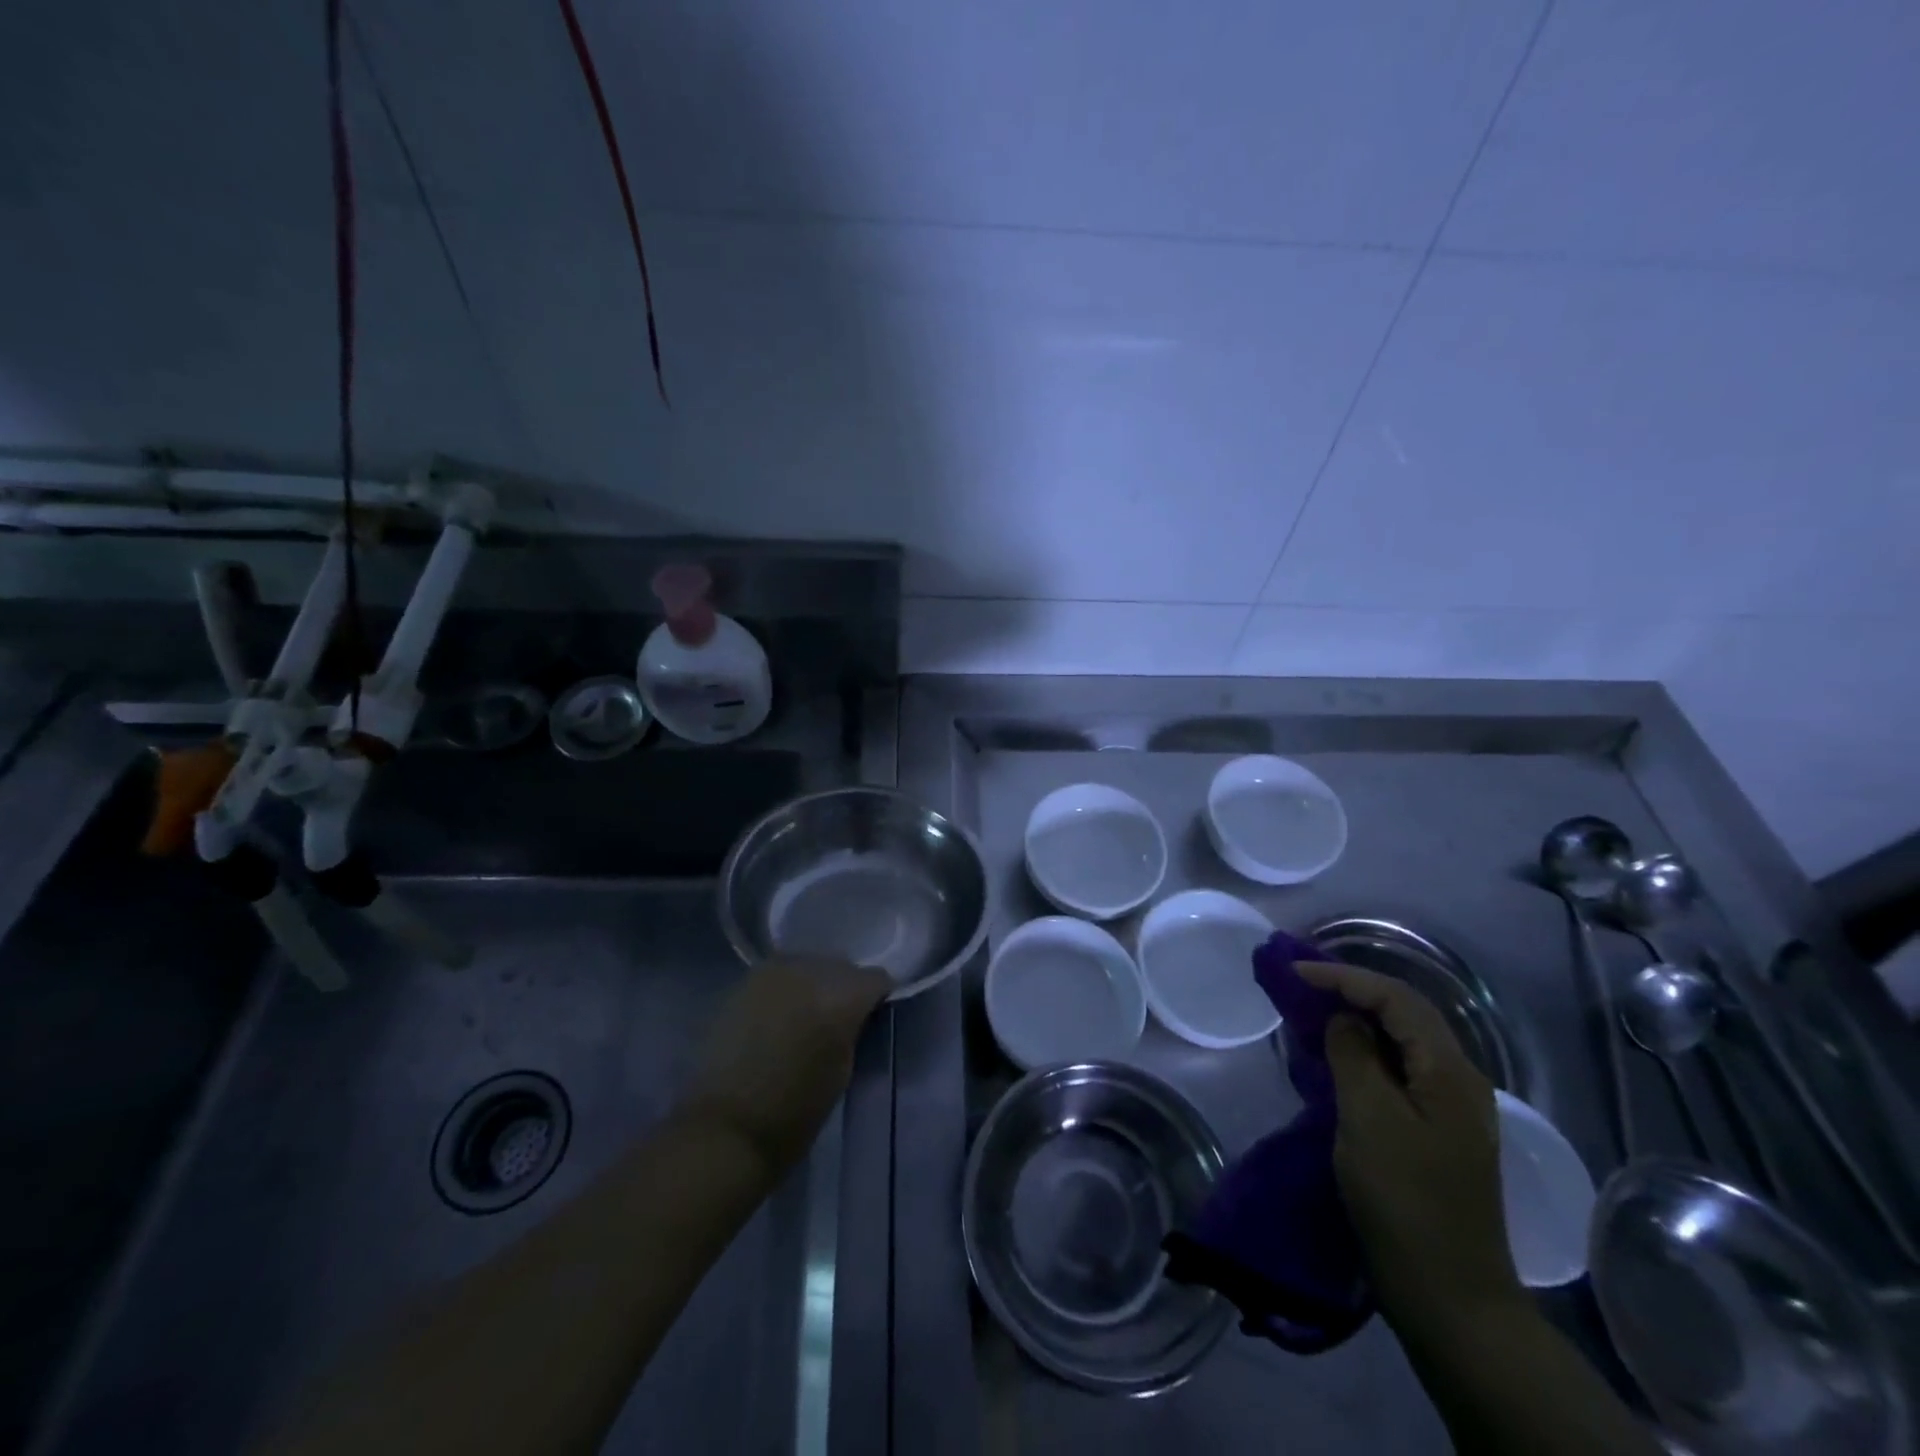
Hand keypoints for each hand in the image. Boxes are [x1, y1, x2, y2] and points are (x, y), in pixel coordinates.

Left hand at [681, 957, 891, 1175]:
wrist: (725, 1129)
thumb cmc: (794, 1114)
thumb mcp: (843, 1070)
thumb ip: (854, 1029)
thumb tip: (857, 1014)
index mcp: (840, 997)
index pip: (876, 979)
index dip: (879, 998)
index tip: (876, 1018)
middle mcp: (809, 972)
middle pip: (842, 965)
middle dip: (846, 987)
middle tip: (841, 1019)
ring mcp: (773, 972)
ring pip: (810, 964)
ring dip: (816, 984)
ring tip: (809, 1015)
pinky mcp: (745, 982)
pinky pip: (781, 974)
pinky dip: (788, 989)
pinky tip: (783, 1015)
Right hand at [1297, 961, 1523, 1338]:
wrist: (1450, 1298)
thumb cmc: (1405, 1202)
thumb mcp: (1368, 1119)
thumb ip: (1353, 1055)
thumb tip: (1343, 1019)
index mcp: (1449, 1071)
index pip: (1395, 998)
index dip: (1343, 977)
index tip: (1293, 972)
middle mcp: (1457, 1079)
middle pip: (1404, 1012)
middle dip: (1351, 989)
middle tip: (1300, 982)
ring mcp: (1450, 1107)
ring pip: (1401, 1040)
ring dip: (1357, 1017)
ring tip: (1311, 1010)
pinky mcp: (1435, 1131)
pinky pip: (1398, 1069)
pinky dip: (1364, 1051)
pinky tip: (1336, 1057)